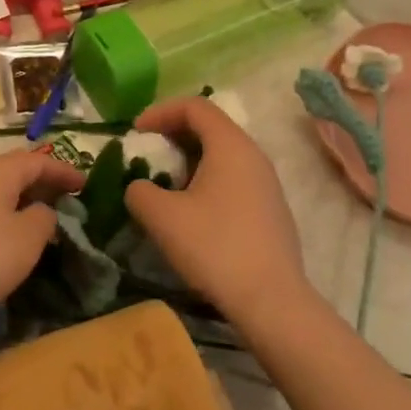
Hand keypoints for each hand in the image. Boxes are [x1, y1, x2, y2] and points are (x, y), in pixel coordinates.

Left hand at [0, 148, 85, 329]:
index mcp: (0, 171)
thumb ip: (43, 220)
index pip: (39, 161)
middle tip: (66, 204)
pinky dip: (0, 220)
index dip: (64, 171)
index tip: (86, 185)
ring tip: (39, 225)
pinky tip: (3, 244)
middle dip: (42, 186)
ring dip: (20, 205)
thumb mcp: (26, 241)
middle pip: (15, 173)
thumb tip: (41, 211)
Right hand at [124, 97, 310, 326]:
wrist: (273, 303)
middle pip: (210, 127)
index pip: (194, 106)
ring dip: (191, 161)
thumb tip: (140, 187)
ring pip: (223, 155)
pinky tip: (194, 213)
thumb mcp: (162, 217)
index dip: (161, 112)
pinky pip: (235, 179)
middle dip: (174, 135)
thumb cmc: (215, 247)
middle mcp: (253, 154)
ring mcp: (267, 183)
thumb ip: (140, 191)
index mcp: (230, 144)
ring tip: (167, 186)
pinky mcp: (272, 210)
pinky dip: (209, 181)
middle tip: (149, 155)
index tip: (137, 133)